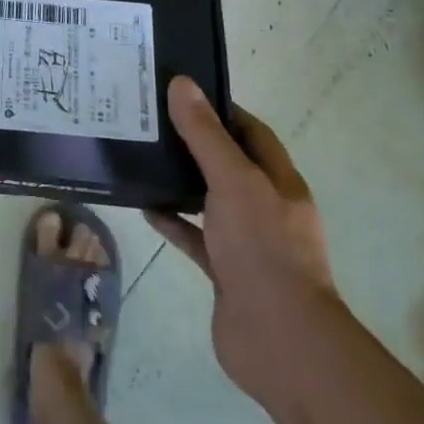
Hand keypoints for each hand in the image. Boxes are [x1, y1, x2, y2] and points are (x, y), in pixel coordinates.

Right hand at [146, 77, 336, 398]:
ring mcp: (246, 243)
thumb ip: (205, 135)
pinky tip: (146, 209)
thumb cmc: (263, 248)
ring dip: (182, 184)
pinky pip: (196, 239)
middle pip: (229, 166)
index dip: (222, 110)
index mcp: (279, 182)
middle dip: (196, 145)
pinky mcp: (226, 273)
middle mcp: (266, 208)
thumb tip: (182, 83)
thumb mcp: (233, 180)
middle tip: (153, 123)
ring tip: (143, 160)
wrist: (279, 339)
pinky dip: (174, 223)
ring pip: (210, 202)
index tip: (183, 93)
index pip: (253, 133)